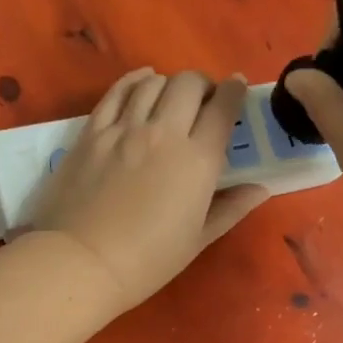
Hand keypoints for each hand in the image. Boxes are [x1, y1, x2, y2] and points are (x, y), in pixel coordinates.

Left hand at [32, 68, 268, 311]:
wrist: (82, 262)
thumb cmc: (147, 261)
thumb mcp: (197, 240)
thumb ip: (230, 209)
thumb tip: (260, 189)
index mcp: (198, 161)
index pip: (223, 109)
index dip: (235, 92)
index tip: (237, 88)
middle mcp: (164, 133)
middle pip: (189, 84)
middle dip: (203, 85)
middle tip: (203, 100)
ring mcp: (124, 129)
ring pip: (153, 82)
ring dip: (169, 84)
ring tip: (170, 97)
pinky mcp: (91, 132)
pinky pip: (117, 92)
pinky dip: (134, 80)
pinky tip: (142, 81)